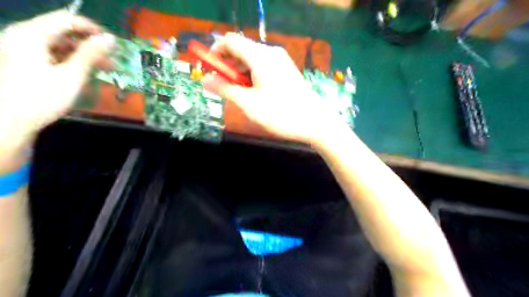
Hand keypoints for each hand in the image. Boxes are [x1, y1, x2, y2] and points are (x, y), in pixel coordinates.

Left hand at [0, 8, 114, 143]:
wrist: (9, 122)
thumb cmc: (42, 97)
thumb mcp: (71, 75)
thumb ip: (90, 54)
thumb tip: (110, 39)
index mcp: (30, 35)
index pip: (66, 20)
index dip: (91, 28)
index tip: (112, 42)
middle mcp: (22, 36)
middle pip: (62, 33)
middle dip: (90, 45)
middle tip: (112, 59)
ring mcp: (20, 50)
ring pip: (58, 45)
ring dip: (83, 55)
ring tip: (105, 69)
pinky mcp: (22, 62)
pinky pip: (51, 55)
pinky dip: (70, 62)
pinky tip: (85, 74)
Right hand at [201, 33, 345, 144]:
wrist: (315, 122)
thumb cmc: (280, 114)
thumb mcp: (248, 103)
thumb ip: (224, 89)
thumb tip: (204, 80)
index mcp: (260, 56)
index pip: (229, 41)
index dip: (215, 53)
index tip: (209, 71)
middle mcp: (271, 52)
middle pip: (241, 50)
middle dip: (227, 67)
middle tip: (224, 89)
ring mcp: (281, 61)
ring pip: (251, 60)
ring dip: (240, 73)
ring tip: (240, 95)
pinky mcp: (286, 70)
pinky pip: (263, 66)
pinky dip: (252, 76)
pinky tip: (255, 93)